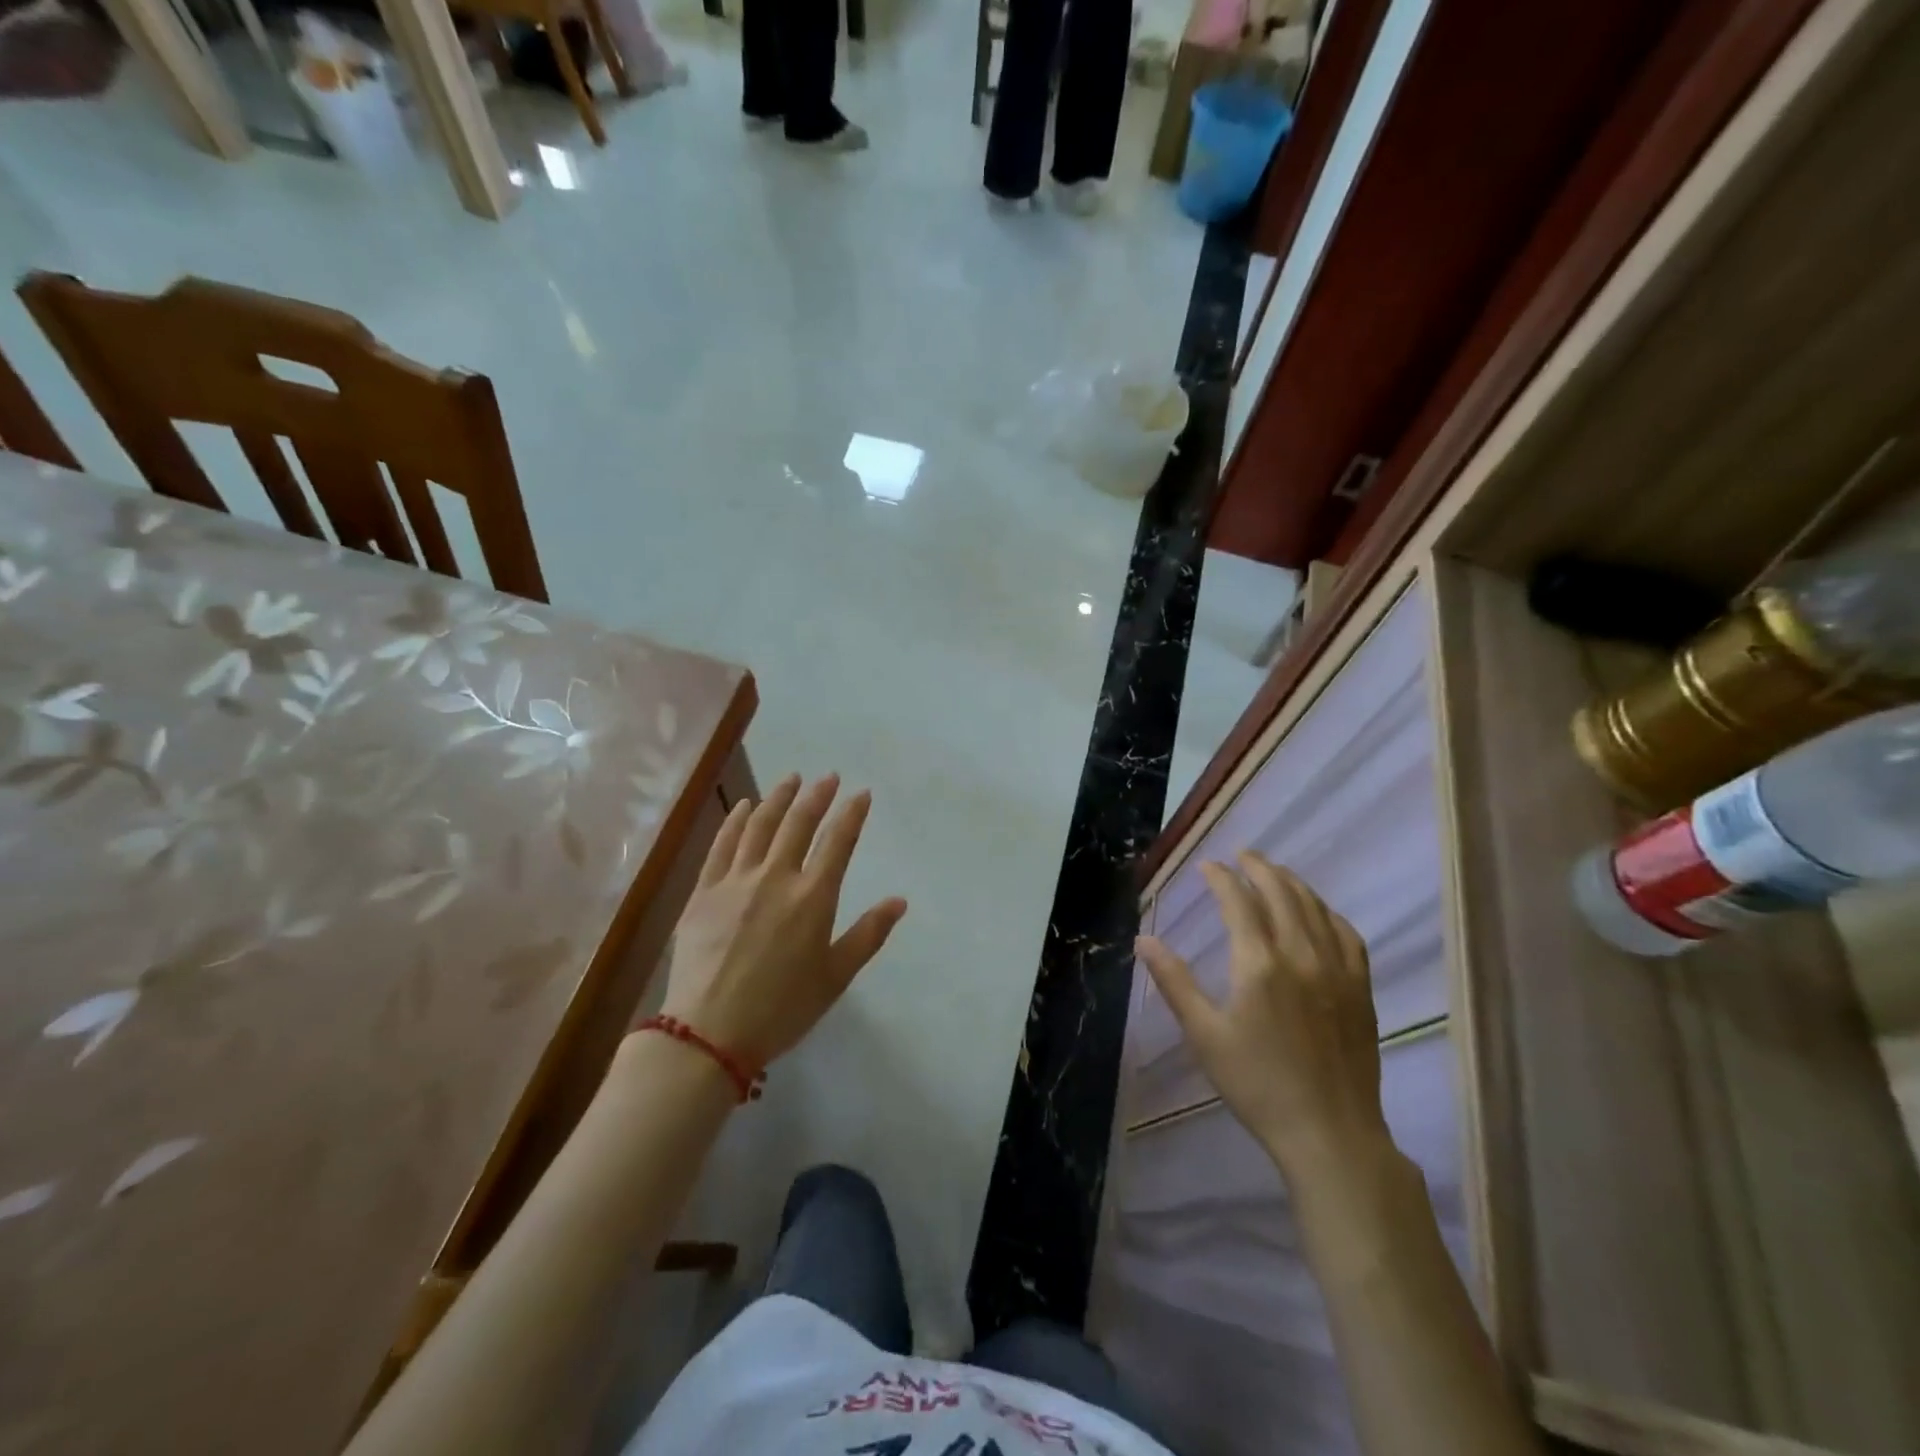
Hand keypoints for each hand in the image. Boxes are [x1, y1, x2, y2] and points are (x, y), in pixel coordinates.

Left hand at [658, 774, 907, 1069]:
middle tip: (828, 777)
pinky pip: (722, 845)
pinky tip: (744, 806)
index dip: (852, 813)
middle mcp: (776, 877)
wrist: (709, 1032)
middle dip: (817, 796)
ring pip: (760, 825)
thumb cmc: (782, 1008)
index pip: (838, 841)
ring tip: (791, 779)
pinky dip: (736, 820)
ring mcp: (736, 880)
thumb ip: (868, 934)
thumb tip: (899, 901)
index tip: (861, 794)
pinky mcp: (704, 891)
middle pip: (799, 823)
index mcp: (813, 897)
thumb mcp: (836, 977)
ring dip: (778, 797)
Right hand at [1136, 853, 1387, 1181]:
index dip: (1221, 877)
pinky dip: (1328, 913)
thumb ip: (1174, 982)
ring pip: (1315, 908)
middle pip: (1281, 893)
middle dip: (1258, 867)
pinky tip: (1319, 913)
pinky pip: (1348, 935)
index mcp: (1258, 964)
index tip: (1207, 866)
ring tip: (1274, 872)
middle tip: (1241, 855)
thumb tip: (1143, 940)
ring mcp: (1337, 970)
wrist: (1329, 1133)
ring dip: (1292, 883)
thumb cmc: (1256, 1084)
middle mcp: (1300, 955)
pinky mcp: (1360, 989)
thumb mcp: (1204, 1034)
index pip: (1238, 901)